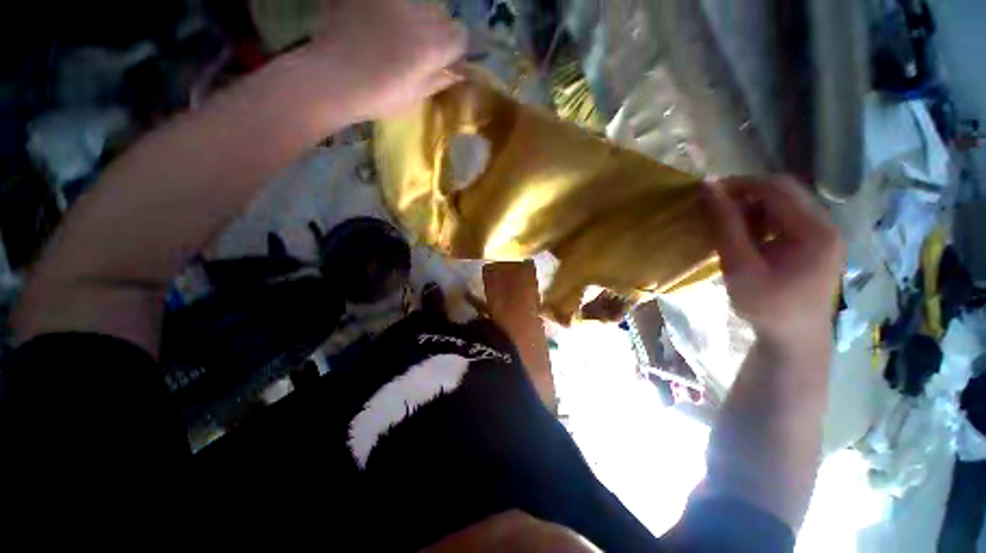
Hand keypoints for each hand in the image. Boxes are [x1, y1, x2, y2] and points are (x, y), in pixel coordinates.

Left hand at [300, 0, 467, 121]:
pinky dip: (396, 11)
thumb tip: (458, 71)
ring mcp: (393, 0)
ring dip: (418, 19)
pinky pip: (398, 2)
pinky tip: (383, 27)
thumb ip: (440, 79)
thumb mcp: (416, 97)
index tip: (446, 61)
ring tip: (398, 37)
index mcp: (431, 47)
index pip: (460, 36)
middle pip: (442, 16)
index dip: (455, 50)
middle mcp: (417, 15)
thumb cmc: (377, 97)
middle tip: (421, 50)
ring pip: (421, 4)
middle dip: (438, 33)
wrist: (332, 78)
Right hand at [704, 176, 844, 345]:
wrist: (794, 339)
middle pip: (784, 192)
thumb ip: (725, 225)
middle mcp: (826, 225)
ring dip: (753, 206)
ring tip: (727, 221)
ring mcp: (824, 235)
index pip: (777, 188)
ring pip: (785, 204)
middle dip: (746, 193)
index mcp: (815, 230)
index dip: (740, 184)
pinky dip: (762, 219)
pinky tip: (746, 234)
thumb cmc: (766, 306)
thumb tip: (708, 188)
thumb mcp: (740, 266)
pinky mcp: (816, 244)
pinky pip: (787, 219)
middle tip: (714, 206)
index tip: (707, 192)